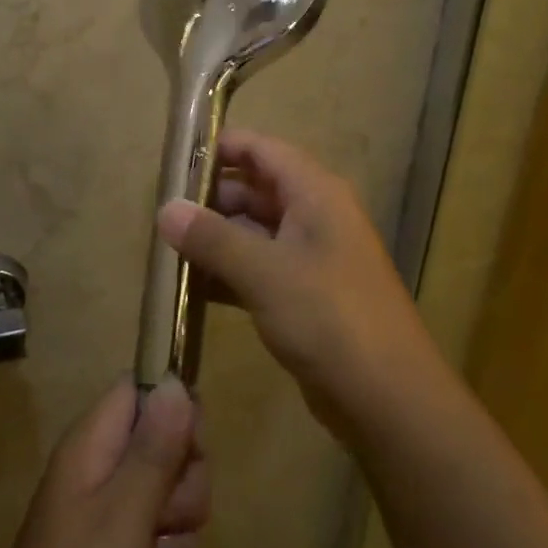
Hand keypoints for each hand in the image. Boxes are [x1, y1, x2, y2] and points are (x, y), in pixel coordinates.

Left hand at [0, 376, 207, 547]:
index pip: (141, 391)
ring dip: (176, 535)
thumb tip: (174, 381)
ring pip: (170, 497)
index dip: (175, 411)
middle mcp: (100, 469)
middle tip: (165, 519)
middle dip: (183, 486)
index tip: (191, 450)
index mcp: (92, 444)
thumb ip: (155, 447)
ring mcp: (107, 513)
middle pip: (166, 445)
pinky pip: (161, 541)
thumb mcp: (125, 513)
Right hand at [157, 128, 440, 438]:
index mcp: (315, 193)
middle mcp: (314, 215)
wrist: (388, 399)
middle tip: (160, 216)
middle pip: (254, 190)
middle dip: (208, 201)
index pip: (261, 150)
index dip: (219, 148)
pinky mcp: (305, 295)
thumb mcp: (265, 273)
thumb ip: (212, 238)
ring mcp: (311, 257)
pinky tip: (190, 289)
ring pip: (254, 232)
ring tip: (165, 251)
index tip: (173, 161)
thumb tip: (165, 209)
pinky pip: (259, 269)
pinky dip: (228, 274)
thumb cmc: (329, 319)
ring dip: (214, 240)